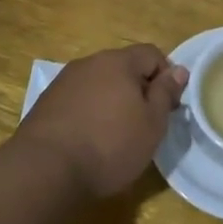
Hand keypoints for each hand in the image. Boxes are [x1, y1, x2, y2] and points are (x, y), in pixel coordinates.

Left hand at [14, 45, 187, 199]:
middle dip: (138, 89)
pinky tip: (89, 140)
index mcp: (118, 61)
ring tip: (116, 135)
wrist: (45, 170)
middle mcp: (89, 63)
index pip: (152, 53)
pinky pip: (79, 100)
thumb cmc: (109, 145)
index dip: (166, 77)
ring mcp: (63, 82)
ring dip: (112, 101)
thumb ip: (165, 93)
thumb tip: (178, 70)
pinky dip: (90, 113)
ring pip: (99, 84)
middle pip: (123, 67)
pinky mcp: (46, 103)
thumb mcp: (152, 123)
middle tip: (145, 123)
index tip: (167, 107)